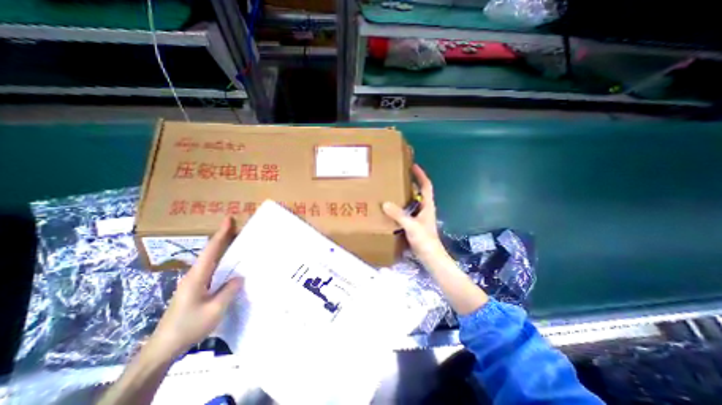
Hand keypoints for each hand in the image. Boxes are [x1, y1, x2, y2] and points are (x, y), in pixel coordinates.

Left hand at [146, 217, 241, 357]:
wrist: (163, 347)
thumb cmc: (189, 326)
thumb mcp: (215, 309)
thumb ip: (229, 290)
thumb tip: (239, 277)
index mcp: (197, 276)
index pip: (211, 250)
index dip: (221, 233)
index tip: (228, 219)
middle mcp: (194, 275)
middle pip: (210, 251)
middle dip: (223, 237)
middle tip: (238, 227)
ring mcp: (193, 282)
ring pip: (210, 259)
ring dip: (222, 248)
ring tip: (236, 241)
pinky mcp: (195, 289)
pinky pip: (211, 269)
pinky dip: (221, 261)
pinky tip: (230, 264)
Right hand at [380, 165, 448, 265]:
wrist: (430, 257)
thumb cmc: (425, 240)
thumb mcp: (411, 225)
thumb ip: (399, 215)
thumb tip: (385, 203)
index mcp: (427, 205)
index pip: (426, 186)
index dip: (421, 175)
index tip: (413, 166)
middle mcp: (424, 209)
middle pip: (418, 192)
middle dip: (410, 183)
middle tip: (397, 177)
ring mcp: (419, 217)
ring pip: (411, 202)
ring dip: (404, 196)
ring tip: (391, 191)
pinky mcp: (414, 225)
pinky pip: (406, 212)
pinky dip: (400, 208)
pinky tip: (390, 210)